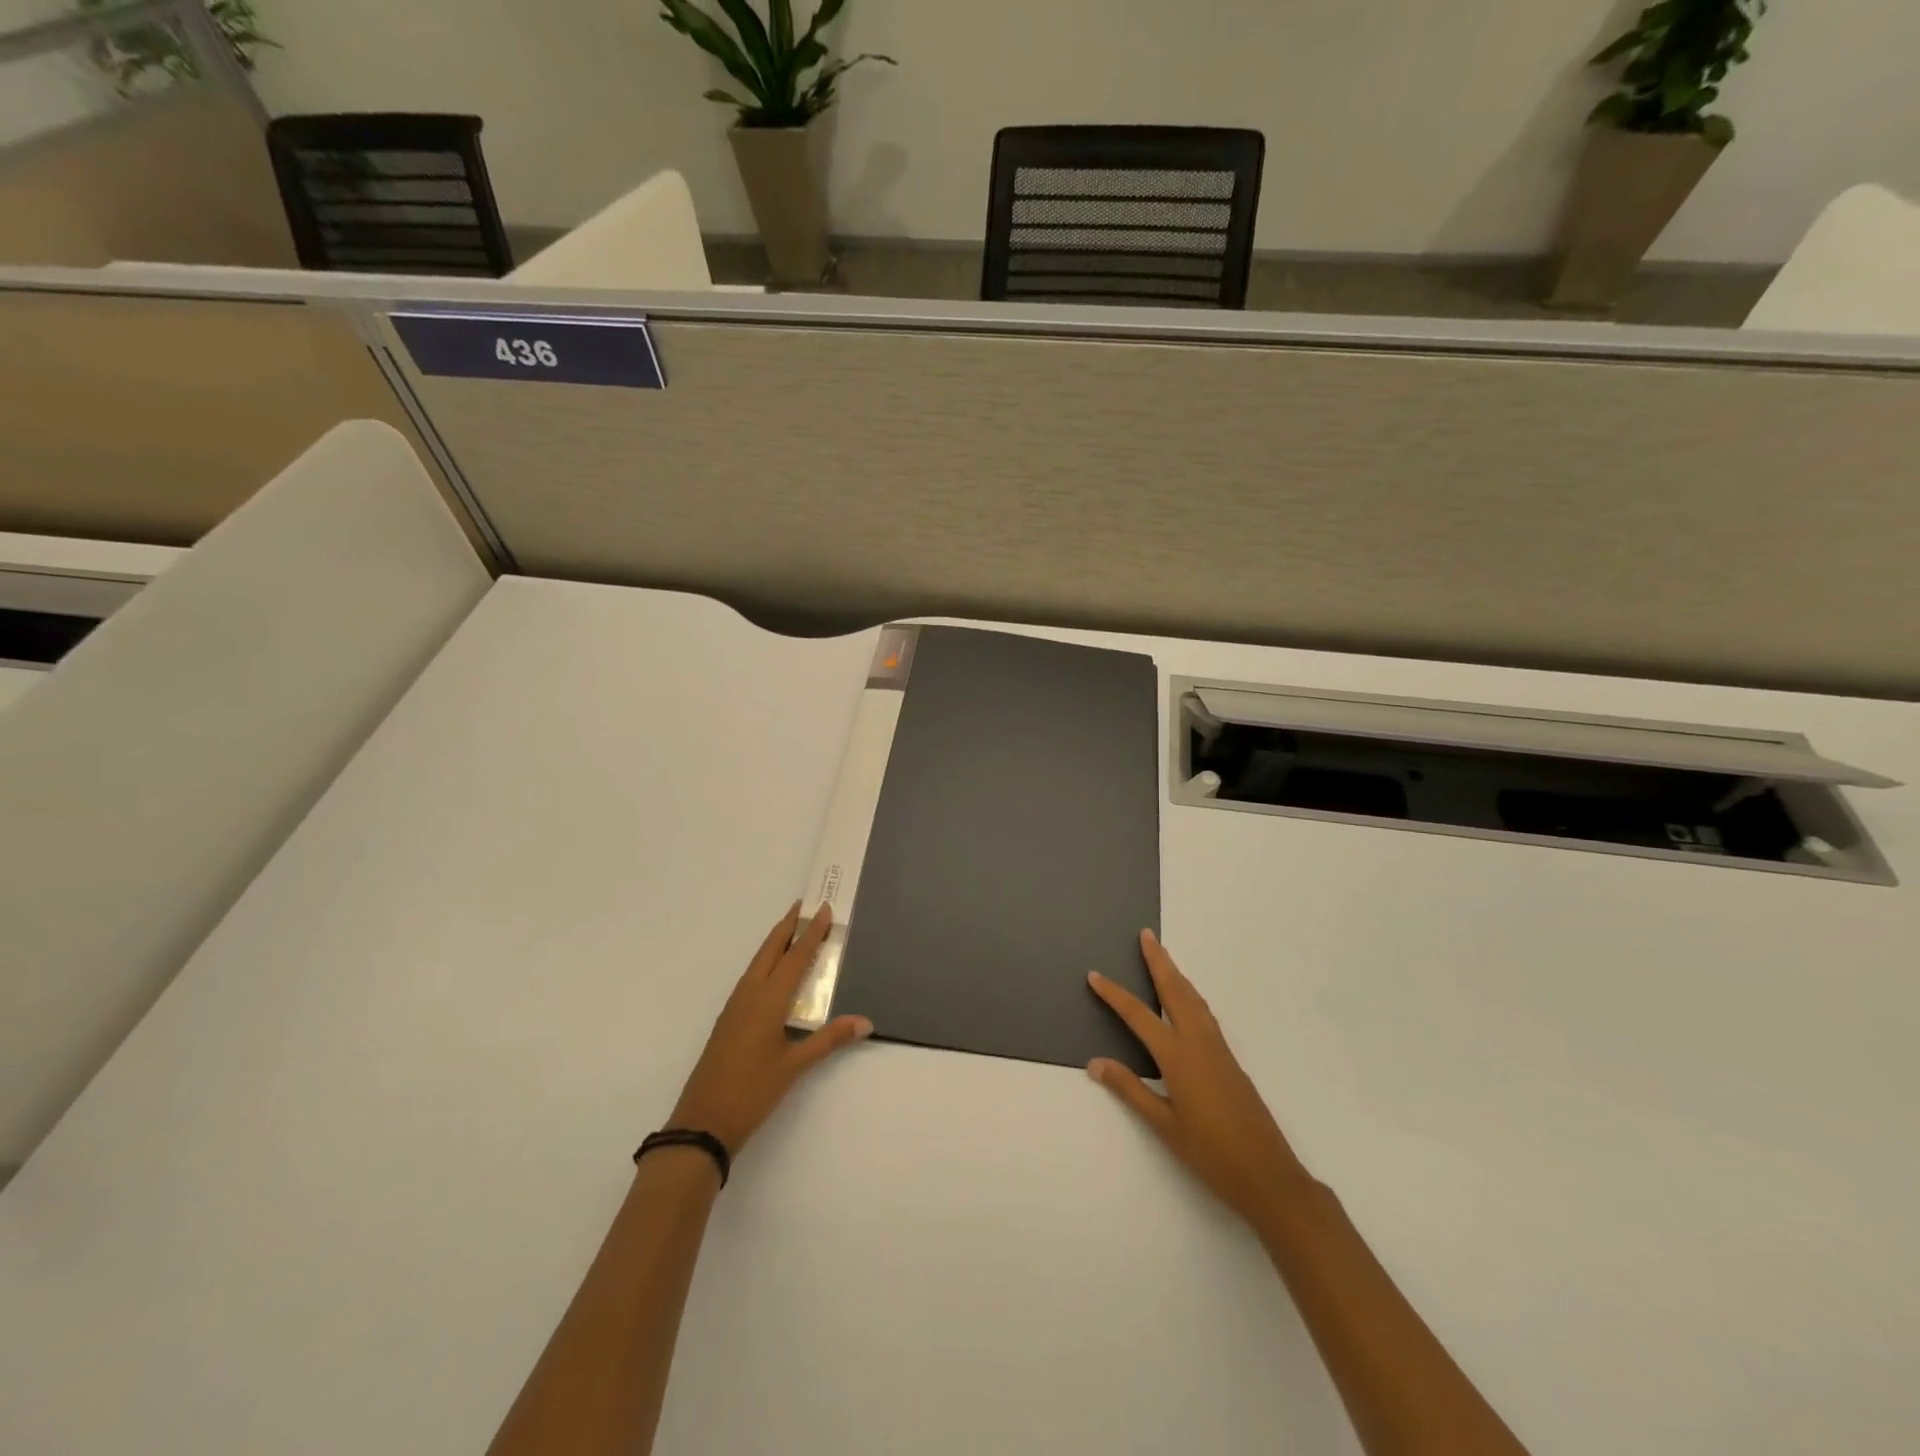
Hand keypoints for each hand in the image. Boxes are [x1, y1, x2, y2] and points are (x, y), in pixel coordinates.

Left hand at [669, 902, 872, 1154]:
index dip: (811, 933)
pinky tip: (772, 971)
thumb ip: (829, 1039)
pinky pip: (751, 978)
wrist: (702, 1123)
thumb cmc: (751, 1092)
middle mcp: (749, 995)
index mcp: (768, 1000)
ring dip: (775, 943)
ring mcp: (735, 1007)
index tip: (823, 909)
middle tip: (804, 905)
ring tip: (792, 929)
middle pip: (770, 951)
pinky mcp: (728, 1020)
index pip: (795, 958)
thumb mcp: (795, 1066)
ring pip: (758, 963)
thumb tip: (865, 1021)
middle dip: (788, 927)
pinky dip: (766, 962)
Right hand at [1088, 931, 1308, 1226]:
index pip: (1138, 1015)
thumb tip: (1095, 1063)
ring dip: (1176, 974)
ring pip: (1194, 999)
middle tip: (1146, 935)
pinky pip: (1204, 1014)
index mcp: (1178, 1056)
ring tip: (1162, 957)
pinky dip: (1190, 995)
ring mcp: (1218, 1049)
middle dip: (1159, 961)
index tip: (1095, 975)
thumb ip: (1130, 1089)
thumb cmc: (1211, 1154)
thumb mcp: (1163, 1125)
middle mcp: (1199, 1043)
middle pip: (1175, 991)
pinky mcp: (1230, 1060)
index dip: (1114, 994)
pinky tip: (1186, 1000)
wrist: (1269, 1175)